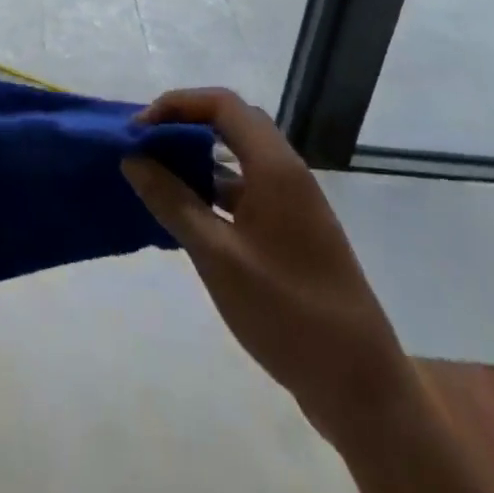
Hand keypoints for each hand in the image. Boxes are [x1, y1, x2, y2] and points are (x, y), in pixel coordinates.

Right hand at [122, 87, 412, 442]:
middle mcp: (287, 174)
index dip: (176, 105)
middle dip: (182, 125)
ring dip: (195, 157)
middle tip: (142, 146)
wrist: (361, 388)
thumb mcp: (218, 257)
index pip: (222, 104)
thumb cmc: (288, 314)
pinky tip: (183, 212)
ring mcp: (292, 204)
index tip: (138, 130)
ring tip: (153, 175)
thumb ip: (172, 202)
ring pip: (237, 156)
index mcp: (276, 168)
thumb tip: (132, 159)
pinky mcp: (290, 231)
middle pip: (230, 123)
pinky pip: (244, 188)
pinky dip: (210, 188)